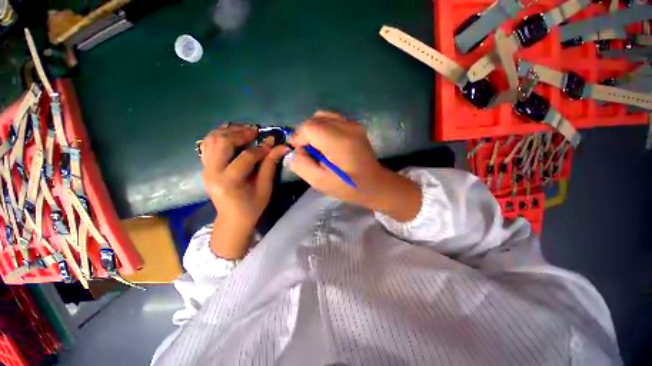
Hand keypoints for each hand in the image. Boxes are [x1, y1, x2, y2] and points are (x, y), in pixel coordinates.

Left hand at [200, 124, 288, 257]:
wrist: (232, 218)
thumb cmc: (252, 206)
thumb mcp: (265, 188)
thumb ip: (270, 165)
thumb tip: (281, 147)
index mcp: (229, 182)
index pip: (245, 157)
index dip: (261, 148)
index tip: (272, 141)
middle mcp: (212, 172)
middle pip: (223, 143)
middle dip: (241, 133)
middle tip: (255, 131)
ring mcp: (205, 168)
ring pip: (212, 140)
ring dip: (228, 131)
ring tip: (244, 130)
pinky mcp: (205, 167)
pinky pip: (208, 144)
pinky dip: (218, 135)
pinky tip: (231, 133)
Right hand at [289, 111, 421, 221]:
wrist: (375, 184)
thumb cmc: (348, 187)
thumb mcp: (320, 182)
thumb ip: (301, 165)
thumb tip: (295, 151)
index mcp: (338, 141)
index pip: (308, 127)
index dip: (299, 139)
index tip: (302, 154)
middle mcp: (347, 126)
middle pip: (314, 119)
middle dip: (306, 135)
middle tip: (310, 153)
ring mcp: (353, 124)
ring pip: (323, 116)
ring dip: (314, 130)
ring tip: (318, 148)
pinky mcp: (356, 126)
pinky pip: (333, 120)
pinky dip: (324, 128)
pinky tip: (328, 144)